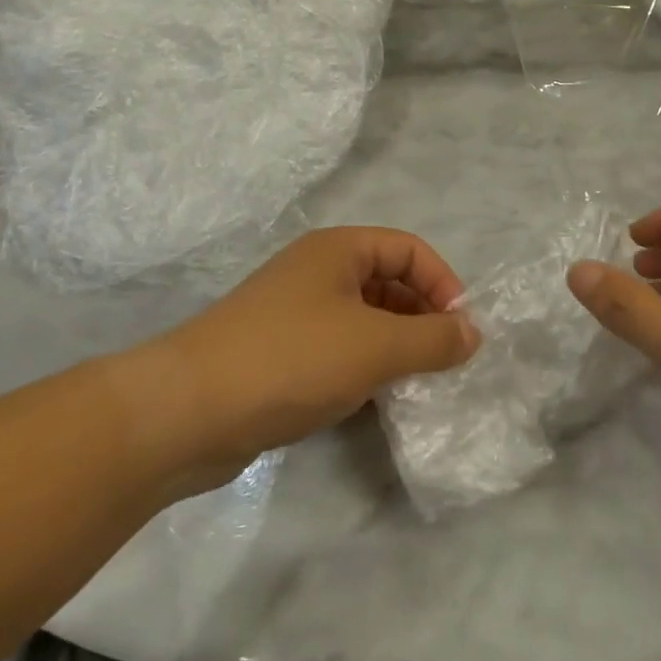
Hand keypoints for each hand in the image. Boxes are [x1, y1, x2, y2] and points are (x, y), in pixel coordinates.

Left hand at [151, 228, 479, 490]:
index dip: (442, 283)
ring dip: (395, 345)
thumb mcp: (376, 346)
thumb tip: (473, 334)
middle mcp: (315, 272)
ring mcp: (293, 314)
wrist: (188, 412)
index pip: (408, 249)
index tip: (461, 331)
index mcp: (338, 250)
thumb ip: (433, 339)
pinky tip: (372, 399)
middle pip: (387, 281)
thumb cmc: (292, 359)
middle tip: (444, 362)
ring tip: (415, 383)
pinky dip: (363, 367)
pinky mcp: (278, 355)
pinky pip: (337, 349)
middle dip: (421, 317)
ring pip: (363, 319)